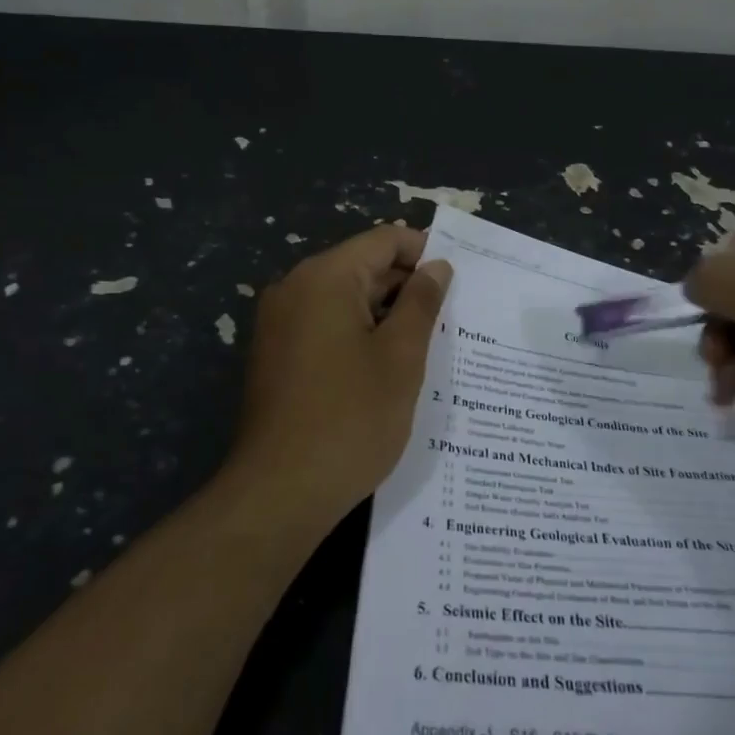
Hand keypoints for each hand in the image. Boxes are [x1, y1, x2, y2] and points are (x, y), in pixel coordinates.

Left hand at [228, 225, 450, 529]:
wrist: (278, 493)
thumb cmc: (350, 419)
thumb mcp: (400, 357)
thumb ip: (422, 303)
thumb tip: (437, 267)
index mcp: (324, 277)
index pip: (383, 240)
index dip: (424, 251)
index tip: (458, 279)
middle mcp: (294, 288)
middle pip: (362, 267)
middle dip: (407, 286)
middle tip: (451, 316)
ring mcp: (279, 322)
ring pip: (344, 299)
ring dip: (385, 314)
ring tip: (427, 342)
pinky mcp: (276, 354)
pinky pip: (325, 325)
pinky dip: (358, 334)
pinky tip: (388, 365)